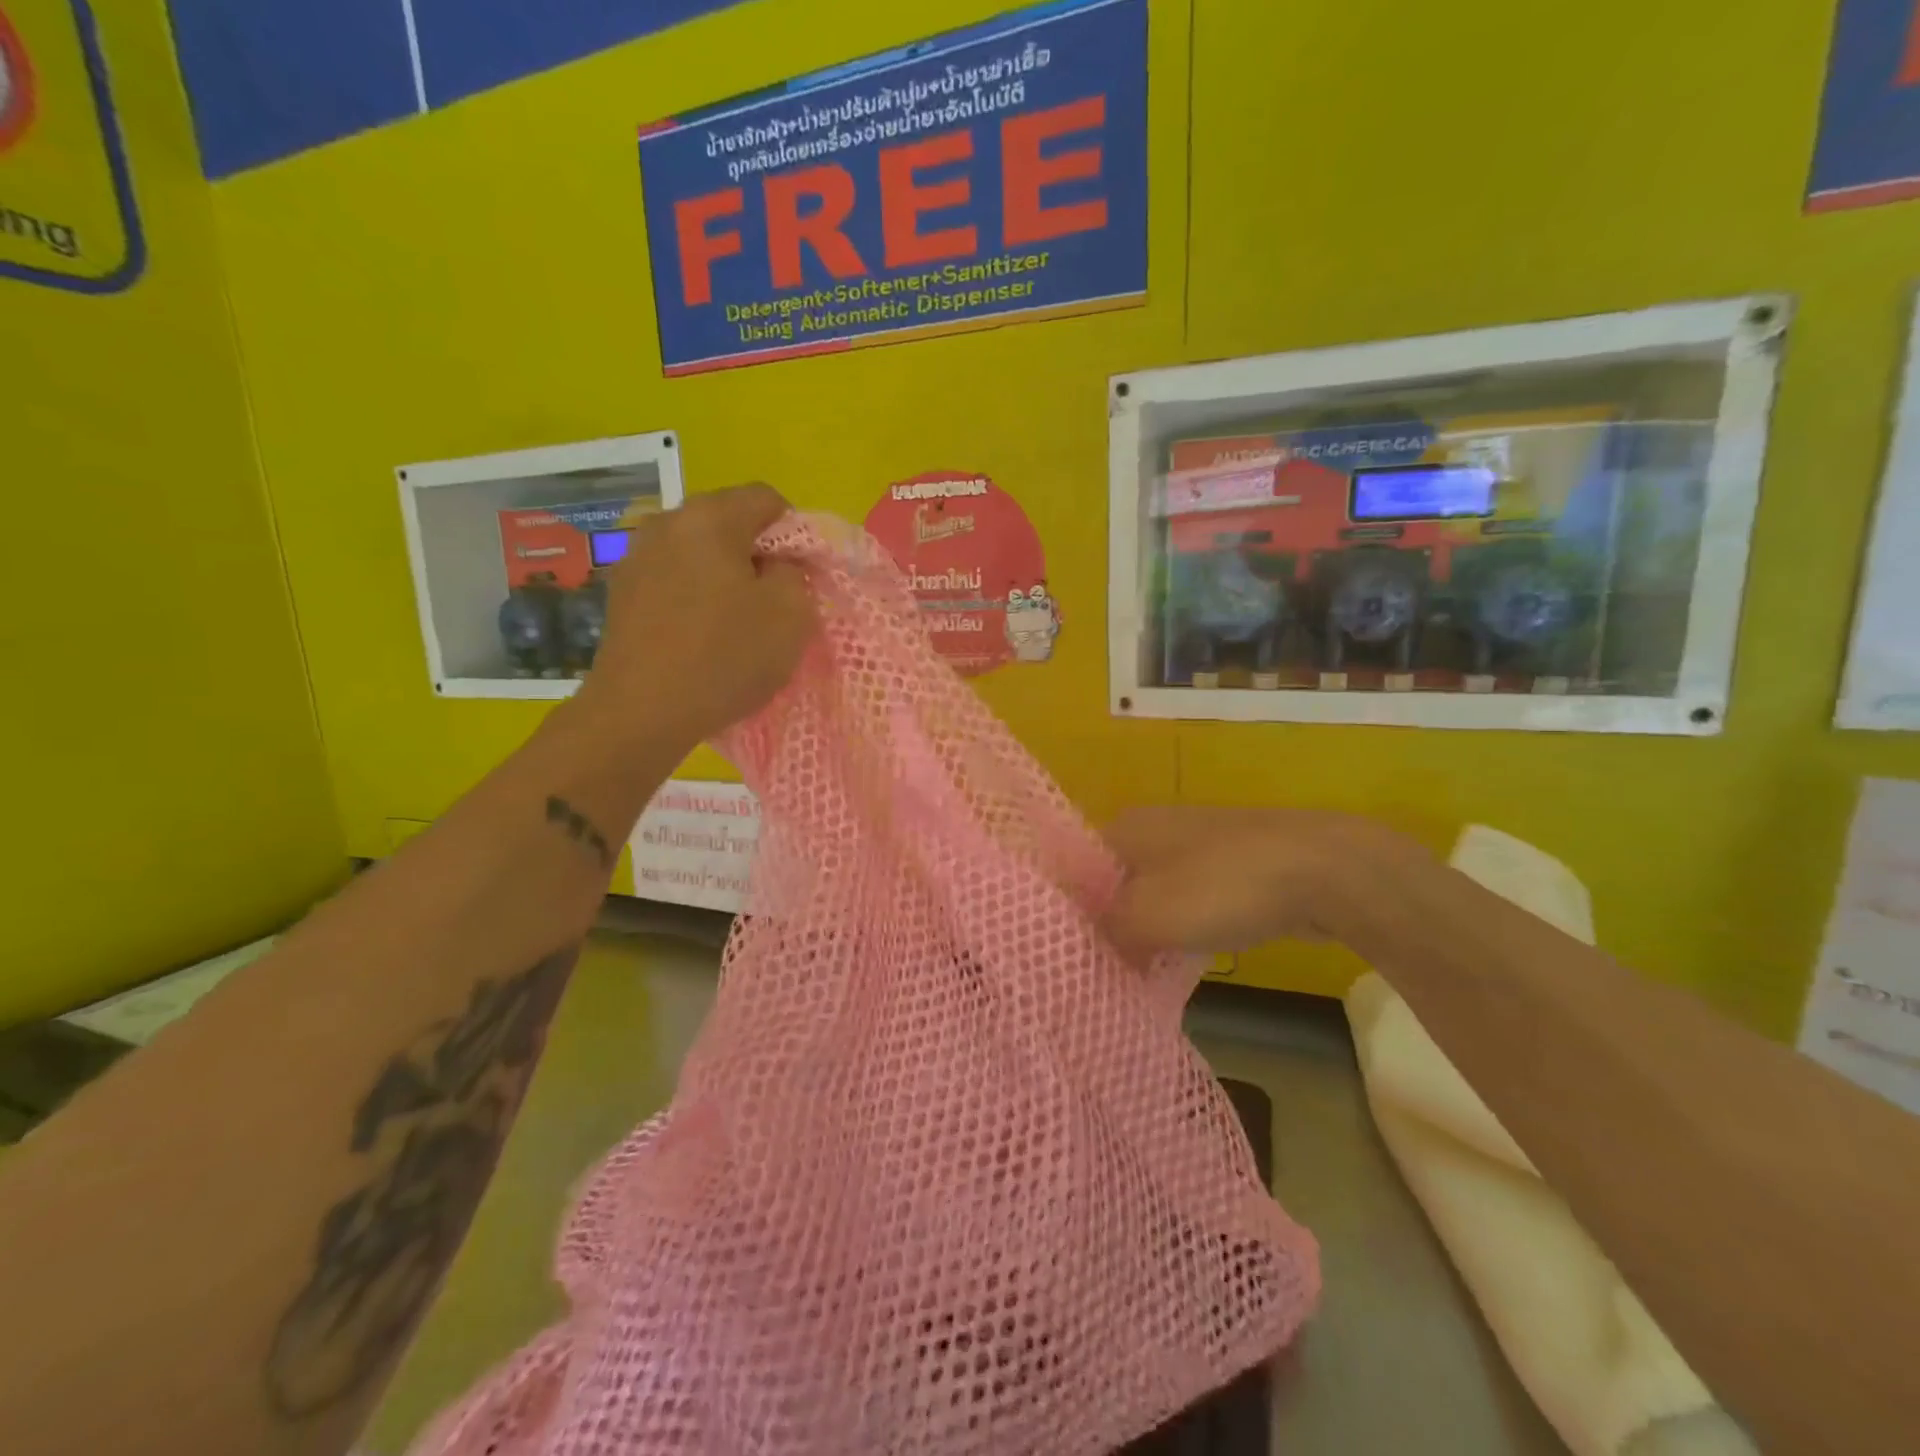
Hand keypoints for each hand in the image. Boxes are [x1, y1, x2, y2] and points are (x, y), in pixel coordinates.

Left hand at [576, 483, 814, 748]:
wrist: (641, 712)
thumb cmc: (725, 656)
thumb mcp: (792, 614)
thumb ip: (795, 573)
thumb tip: (776, 565)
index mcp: (710, 517)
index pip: (767, 499)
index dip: (794, 535)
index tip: (799, 579)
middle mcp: (666, 523)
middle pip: (729, 524)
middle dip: (757, 557)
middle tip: (772, 604)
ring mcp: (635, 557)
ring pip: (698, 554)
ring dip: (723, 579)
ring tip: (734, 625)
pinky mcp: (620, 593)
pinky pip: (673, 581)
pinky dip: (694, 598)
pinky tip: (699, 638)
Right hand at [1100, 805, 1422, 959]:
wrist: (1322, 870)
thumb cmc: (1220, 887)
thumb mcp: (1145, 917)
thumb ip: (1104, 933)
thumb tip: (1085, 946)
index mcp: (1124, 826)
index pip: (1074, 870)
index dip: (1068, 912)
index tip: (1067, 954)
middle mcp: (1153, 826)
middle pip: (1112, 882)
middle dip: (1107, 924)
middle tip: (1101, 968)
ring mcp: (1197, 841)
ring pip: (1152, 892)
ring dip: (1145, 929)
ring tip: (1138, 970)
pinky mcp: (1232, 863)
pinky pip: (1190, 897)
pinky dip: (1183, 925)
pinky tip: (1186, 955)